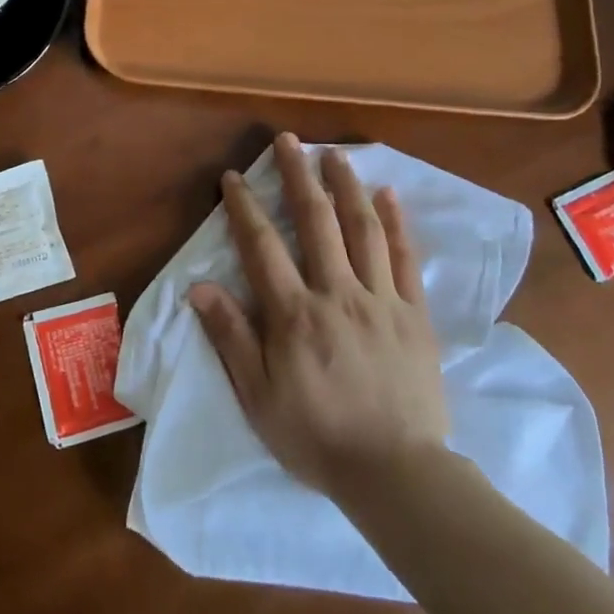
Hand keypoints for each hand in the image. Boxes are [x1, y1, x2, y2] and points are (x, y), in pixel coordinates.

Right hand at [190, 133, 449, 499]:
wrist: (396, 473)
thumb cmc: (317, 437)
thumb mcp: (258, 397)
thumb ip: (231, 337)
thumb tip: (198, 287)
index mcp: (294, 314)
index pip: (262, 247)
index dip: (244, 207)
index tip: (234, 178)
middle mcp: (336, 293)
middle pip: (315, 222)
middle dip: (297, 176)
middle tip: (288, 140)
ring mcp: (381, 300)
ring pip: (363, 229)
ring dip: (346, 186)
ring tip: (335, 154)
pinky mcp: (415, 314)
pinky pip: (406, 259)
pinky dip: (397, 223)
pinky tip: (389, 195)